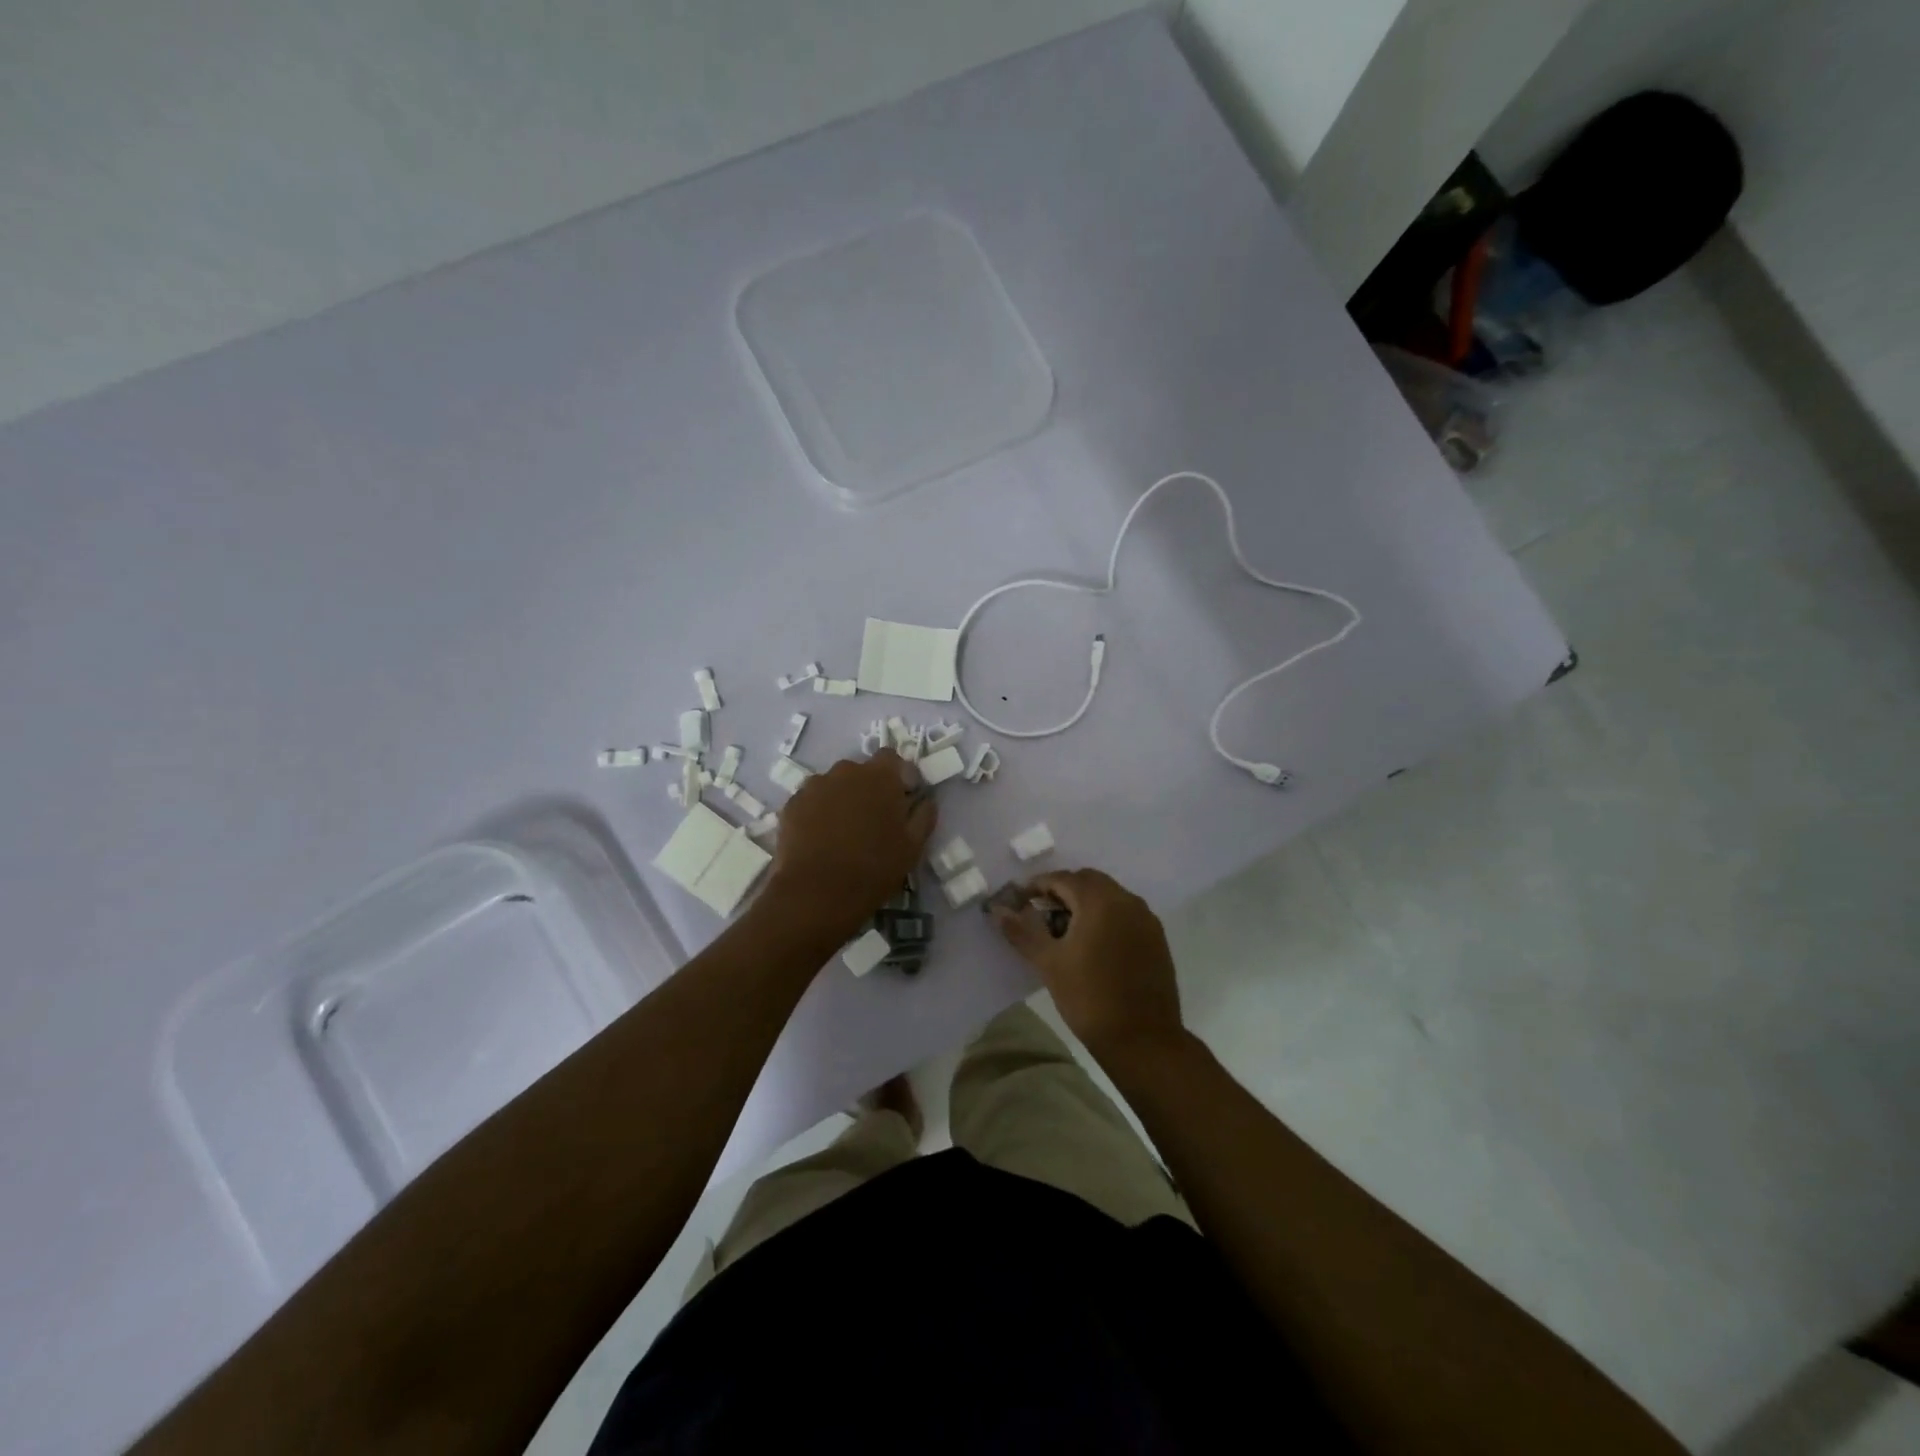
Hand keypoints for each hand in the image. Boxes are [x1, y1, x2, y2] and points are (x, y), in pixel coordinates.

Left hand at [763, 750, 935, 943]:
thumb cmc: (874, 868)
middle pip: (861, 771)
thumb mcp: (913, 846)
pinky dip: (818, 812)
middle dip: (869, 788)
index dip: (898, 776)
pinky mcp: (792, 804)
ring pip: (835, 785)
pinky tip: (821, 839)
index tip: (902, 800)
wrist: (817, 893)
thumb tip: (925, 800)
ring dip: (842, 799)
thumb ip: (923, 815)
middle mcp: (846, 771)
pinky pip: (812, 801)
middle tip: (873, 820)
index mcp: (880, 776)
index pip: (892, 758)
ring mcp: (815, 785)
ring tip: (843, 832)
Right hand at [990, 868, 1185, 1066]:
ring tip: (1065, 932)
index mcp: (1100, 901)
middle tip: (1041, 915)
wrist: (1143, 1040)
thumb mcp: (1049, 963)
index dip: (1037, 886)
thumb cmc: (1090, 997)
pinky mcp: (1157, 939)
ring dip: (1085, 904)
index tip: (1019, 902)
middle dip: (1063, 891)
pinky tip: (1093, 946)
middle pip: (1089, 881)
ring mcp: (1146, 919)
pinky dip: (1105, 918)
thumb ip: (1023, 932)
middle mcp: (1127, 900)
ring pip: (1109, 897)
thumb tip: (999, 910)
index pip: (1063, 879)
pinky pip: (1125, 914)